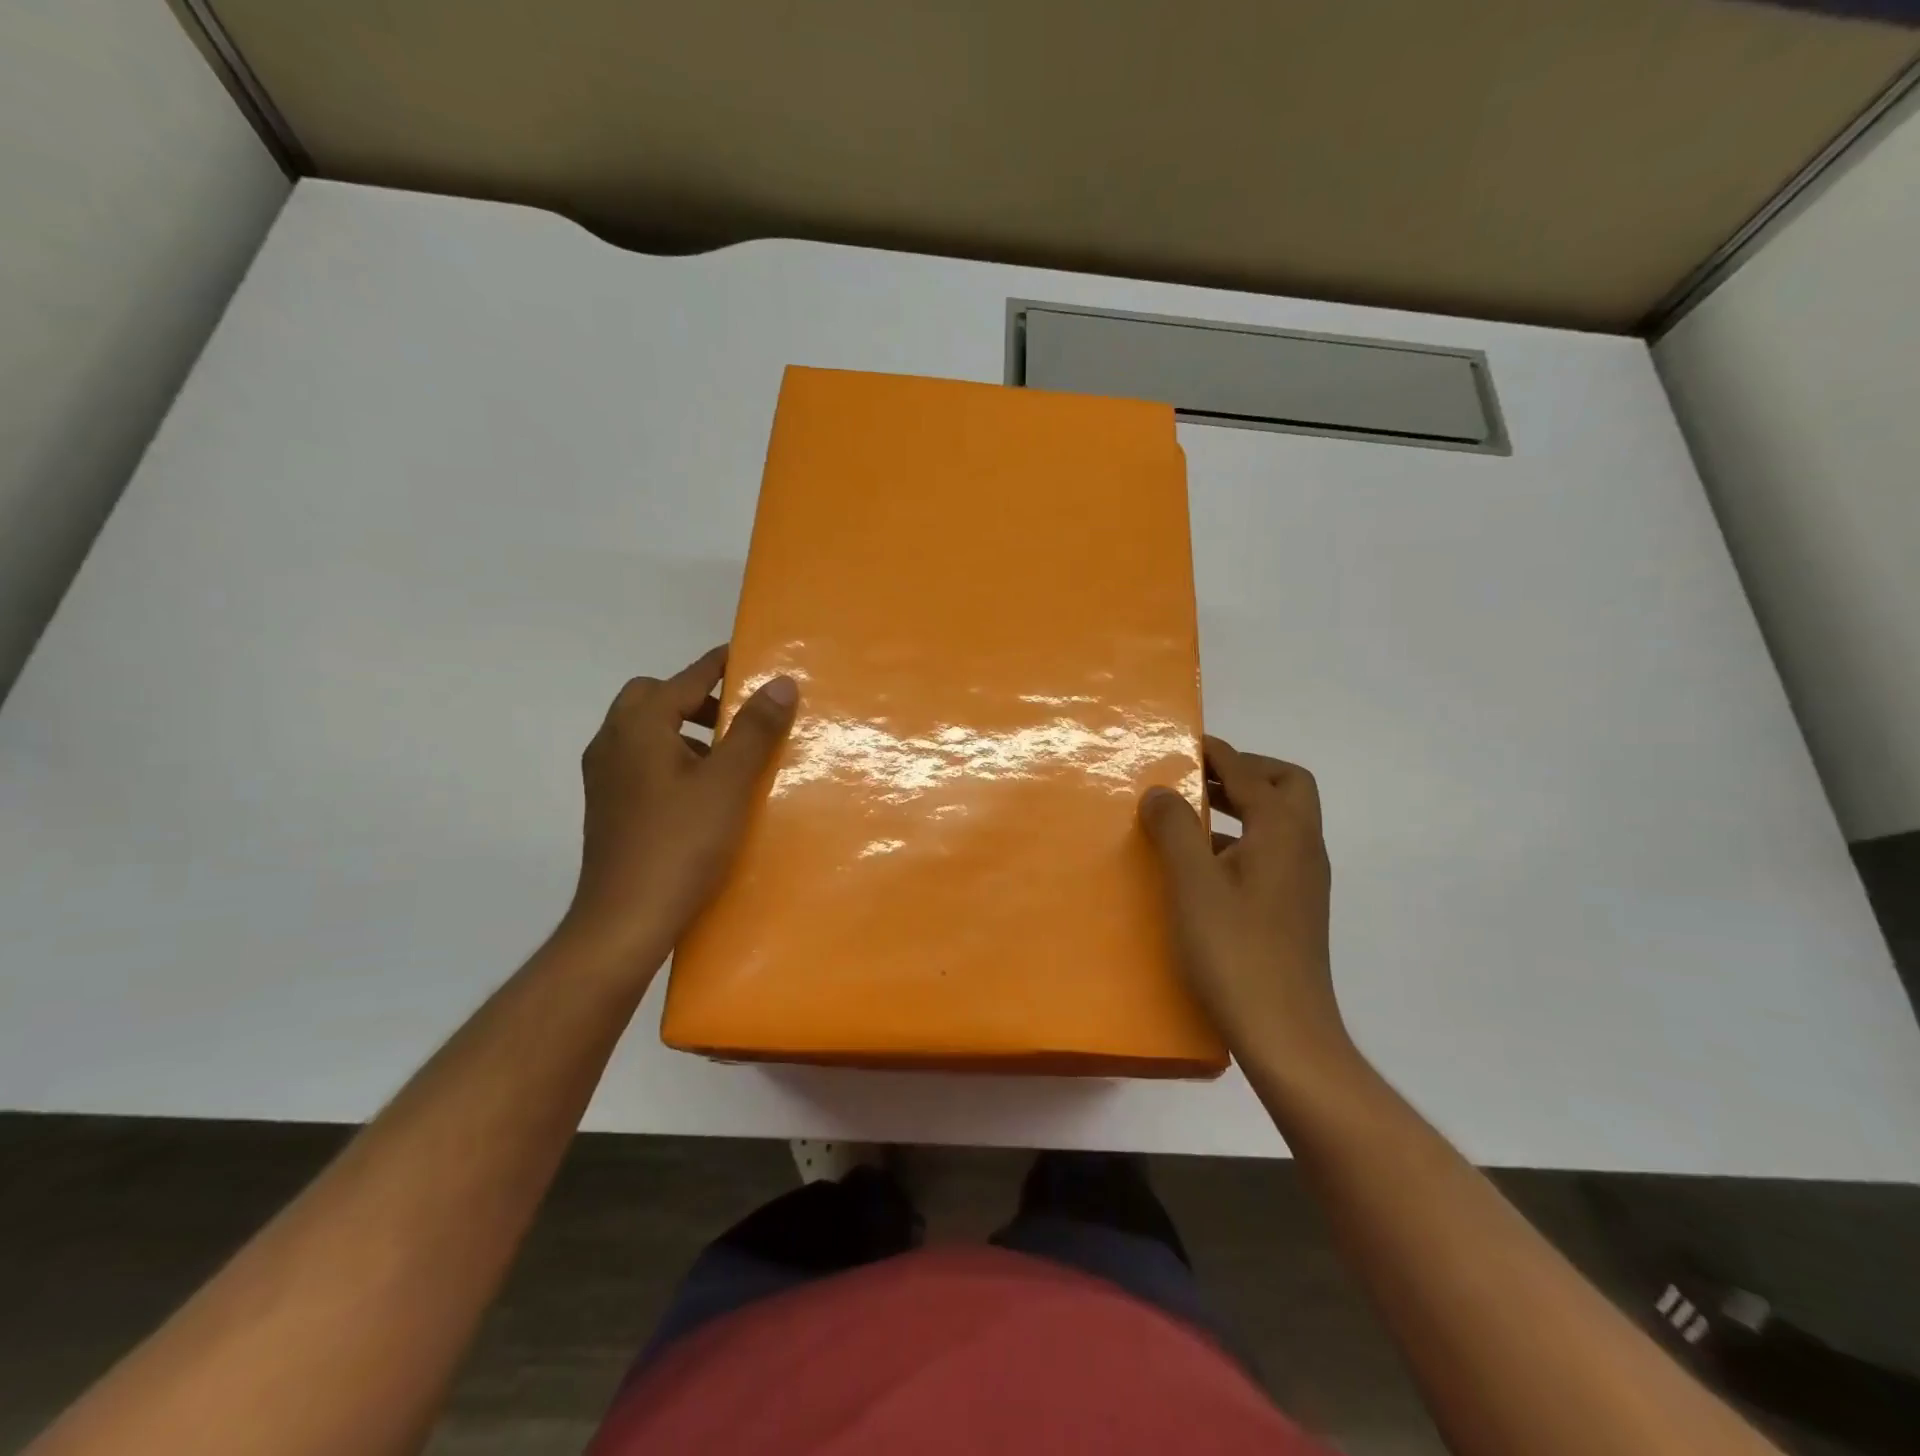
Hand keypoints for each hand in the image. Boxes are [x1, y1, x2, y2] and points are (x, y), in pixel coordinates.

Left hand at [561, 646, 796, 962]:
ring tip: (728, 756)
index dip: (721, 665)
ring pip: (645, 732)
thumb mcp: (728, 783)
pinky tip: (703, 792)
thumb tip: (780, 682)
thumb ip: (753, 729)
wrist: (624, 922)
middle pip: (654, 698)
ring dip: (684, 730)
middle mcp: (612, 742)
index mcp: (638, 727)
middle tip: (737, 716)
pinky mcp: (609, 808)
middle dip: (696, 697)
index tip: (753, 659)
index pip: (685, 677)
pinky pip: (642, 762)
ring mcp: (605, 778)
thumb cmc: (680, 845)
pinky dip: (672, 758)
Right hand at [1138, 736, 1352, 1077]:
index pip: (1250, 772)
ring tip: (1189, 816)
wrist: (1286, 1035)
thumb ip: (1175, 828)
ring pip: (1279, 820)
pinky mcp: (1294, 908)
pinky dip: (1240, 839)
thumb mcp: (1193, 883)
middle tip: (1195, 779)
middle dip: (1242, 772)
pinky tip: (1202, 865)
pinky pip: (1270, 851)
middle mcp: (1303, 847)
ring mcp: (1303, 880)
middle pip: (1285, 786)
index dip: (1215, 753)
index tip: (1182, 743)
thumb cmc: (1235, 951)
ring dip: (1240, 806)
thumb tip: (1161, 791)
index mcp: (1283, 832)